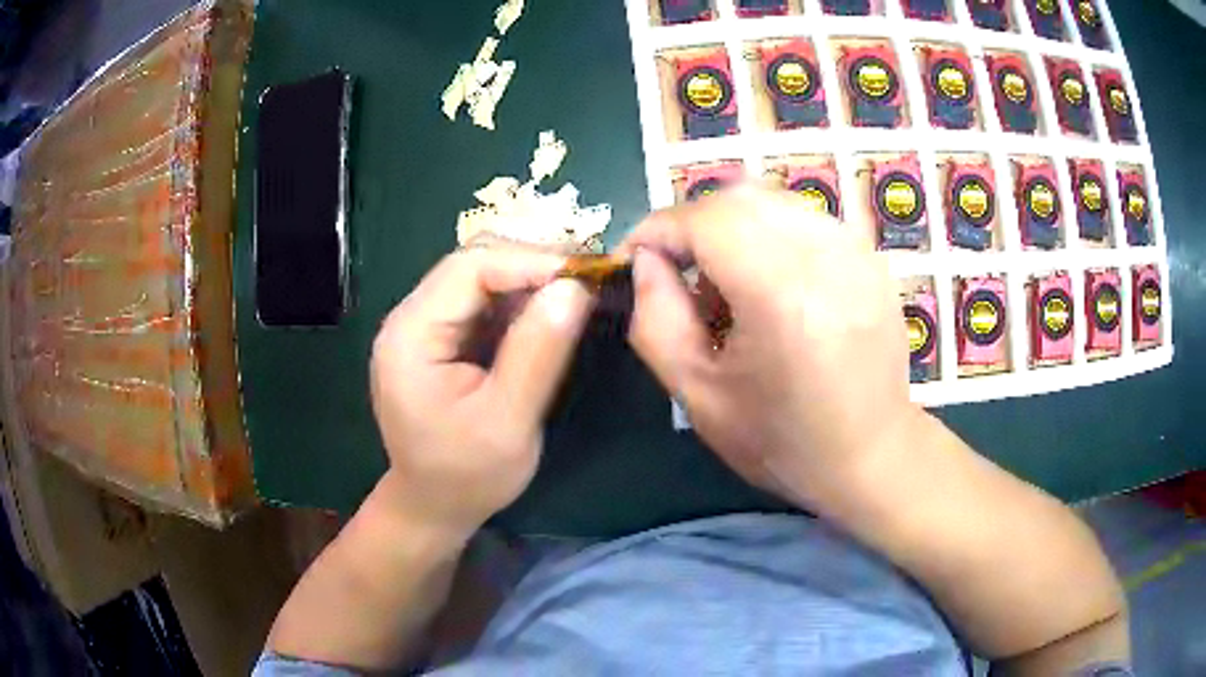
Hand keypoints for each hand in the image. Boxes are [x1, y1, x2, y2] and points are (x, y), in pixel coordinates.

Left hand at [369, 244, 593, 534]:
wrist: (434, 506)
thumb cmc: (467, 476)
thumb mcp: (509, 422)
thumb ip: (538, 353)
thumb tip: (575, 288)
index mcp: (410, 336)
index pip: (469, 268)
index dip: (529, 262)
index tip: (585, 277)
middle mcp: (409, 319)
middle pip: (472, 264)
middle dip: (531, 266)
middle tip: (586, 282)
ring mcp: (421, 326)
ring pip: (479, 278)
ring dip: (528, 281)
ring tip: (575, 295)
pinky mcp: (438, 338)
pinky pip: (481, 302)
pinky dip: (518, 302)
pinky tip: (548, 315)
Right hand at [619, 185, 919, 507]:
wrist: (870, 455)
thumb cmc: (781, 440)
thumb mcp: (697, 395)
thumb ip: (655, 319)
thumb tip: (644, 259)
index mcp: (782, 297)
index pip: (705, 221)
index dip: (658, 229)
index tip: (633, 256)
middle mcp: (826, 258)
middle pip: (739, 198)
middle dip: (692, 223)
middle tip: (676, 269)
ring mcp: (857, 251)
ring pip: (773, 200)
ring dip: (732, 225)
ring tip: (726, 280)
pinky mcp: (871, 256)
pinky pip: (805, 217)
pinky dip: (771, 232)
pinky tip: (769, 279)